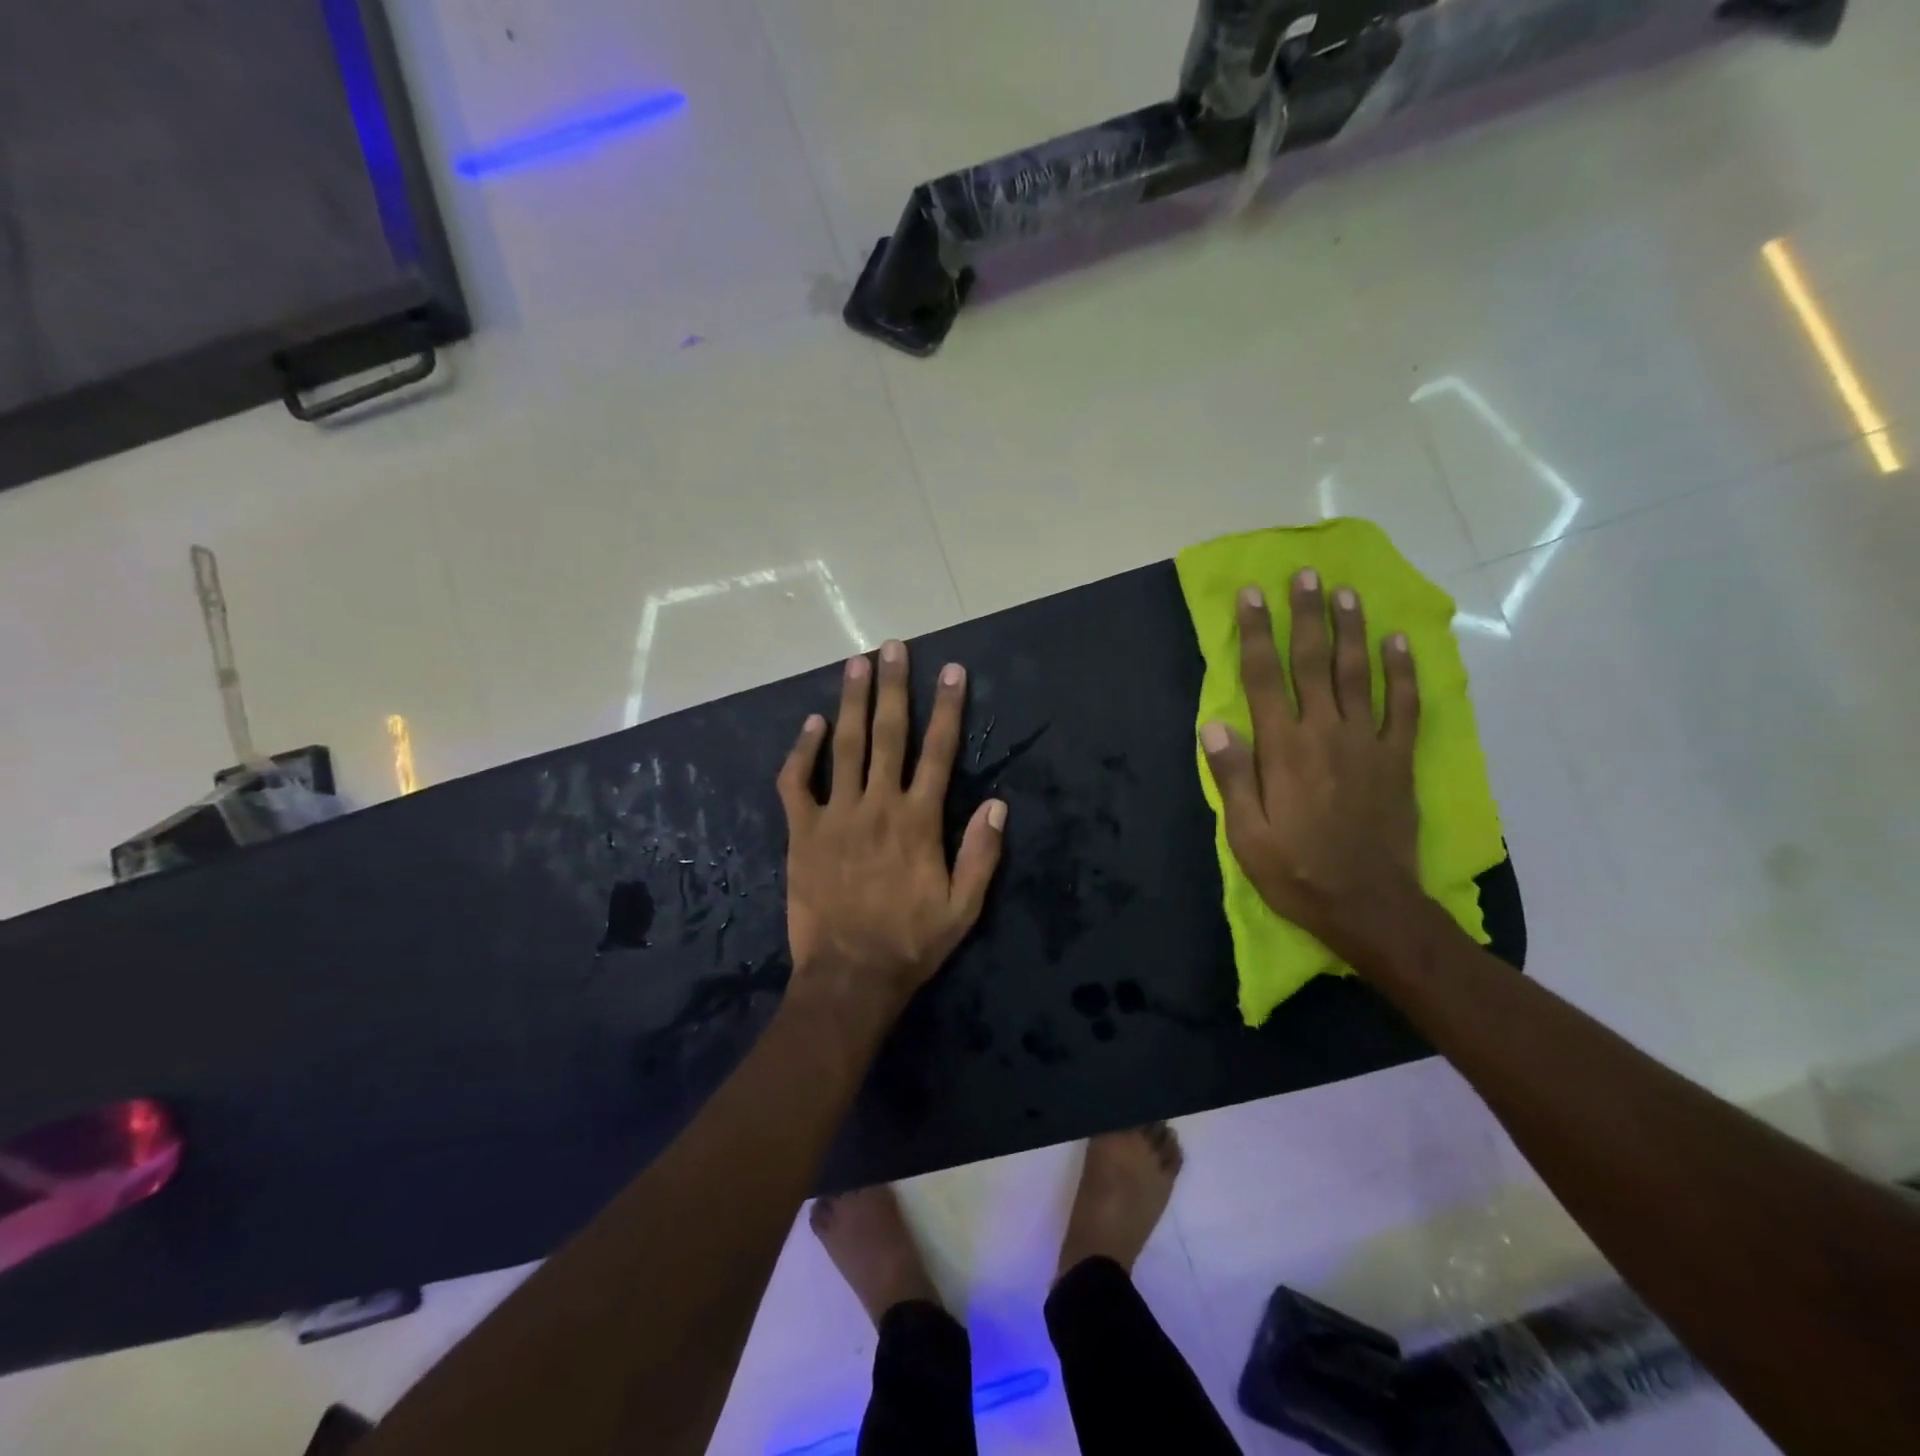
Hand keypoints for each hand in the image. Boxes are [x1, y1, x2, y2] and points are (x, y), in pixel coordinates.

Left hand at [778, 640, 1006, 1017]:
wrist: (849, 976)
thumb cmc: (911, 943)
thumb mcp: (964, 908)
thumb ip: (982, 854)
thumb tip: (998, 805)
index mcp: (919, 821)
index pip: (940, 752)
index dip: (948, 708)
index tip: (952, 671)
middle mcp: (878, 805)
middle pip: (888, 734)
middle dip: (893, 687)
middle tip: (893, 647)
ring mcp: (835, 815)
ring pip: (844, 746)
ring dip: (851, 702)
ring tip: (855, 664)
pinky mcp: (802, 832)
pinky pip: (797, 782)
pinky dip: (802, 751)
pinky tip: (811, 724)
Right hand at [1199, 571, 1422, 970]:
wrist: (1369, 906)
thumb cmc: (1296, 871)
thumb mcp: (1245, 834)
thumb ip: (1231, 776)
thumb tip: (1215, 723)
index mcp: (1283, 749)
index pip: (1264, 676)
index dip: (1256, 632)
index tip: (1252, 595)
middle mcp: (1325, 733)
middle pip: (1314, 661)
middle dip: (1306, 615)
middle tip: (1306, 575)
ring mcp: (1368, 743)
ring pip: (1359, 673)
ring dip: (1351, 629)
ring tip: (1346, 593)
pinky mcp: (1398, 760)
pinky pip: (1404, 706)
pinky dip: (1403, 672)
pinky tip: (1400, 642)